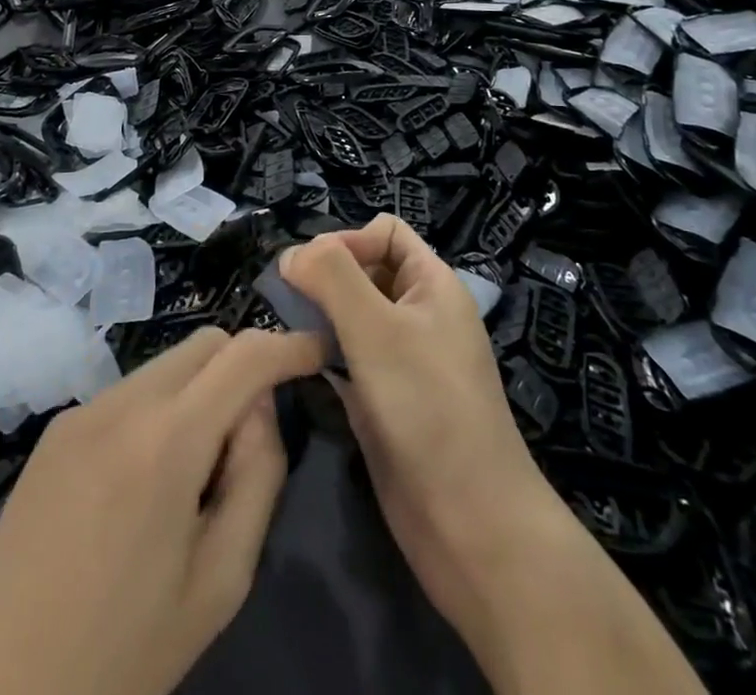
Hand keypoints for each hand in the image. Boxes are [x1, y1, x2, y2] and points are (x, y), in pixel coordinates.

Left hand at [0, 326, 324, 694]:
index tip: (319, 354)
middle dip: (244, 365)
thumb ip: (257, 477)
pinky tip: (146, 480)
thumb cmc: (122, 651)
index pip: (245, 355)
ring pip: (167, 363)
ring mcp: (83, 410)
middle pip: (205, 343)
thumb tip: (260, 408)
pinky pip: (130, 392)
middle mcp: (123, 403)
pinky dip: (160, 409)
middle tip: (251, 435)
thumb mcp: (219, 581)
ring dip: (200, 390)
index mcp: (167, 440)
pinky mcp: (57, 429)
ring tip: (194, 471)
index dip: (290, 345)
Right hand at [280, 216, 703, 694]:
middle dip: (326, 277)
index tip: (312, 273)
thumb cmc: (427, 407)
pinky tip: (298, 365)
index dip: (348, 240)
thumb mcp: (377, 329)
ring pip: (351, 315)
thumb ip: (332, 278)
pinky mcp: (383, 399)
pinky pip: (346, 357)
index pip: (384, 232)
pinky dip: (322, 353)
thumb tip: (291, 254)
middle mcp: (418, 314)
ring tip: (285, 330)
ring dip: (319, 315)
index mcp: (432, 284)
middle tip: (287, 302)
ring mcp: (401, 359)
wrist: (469, 523)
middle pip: (364, 270)